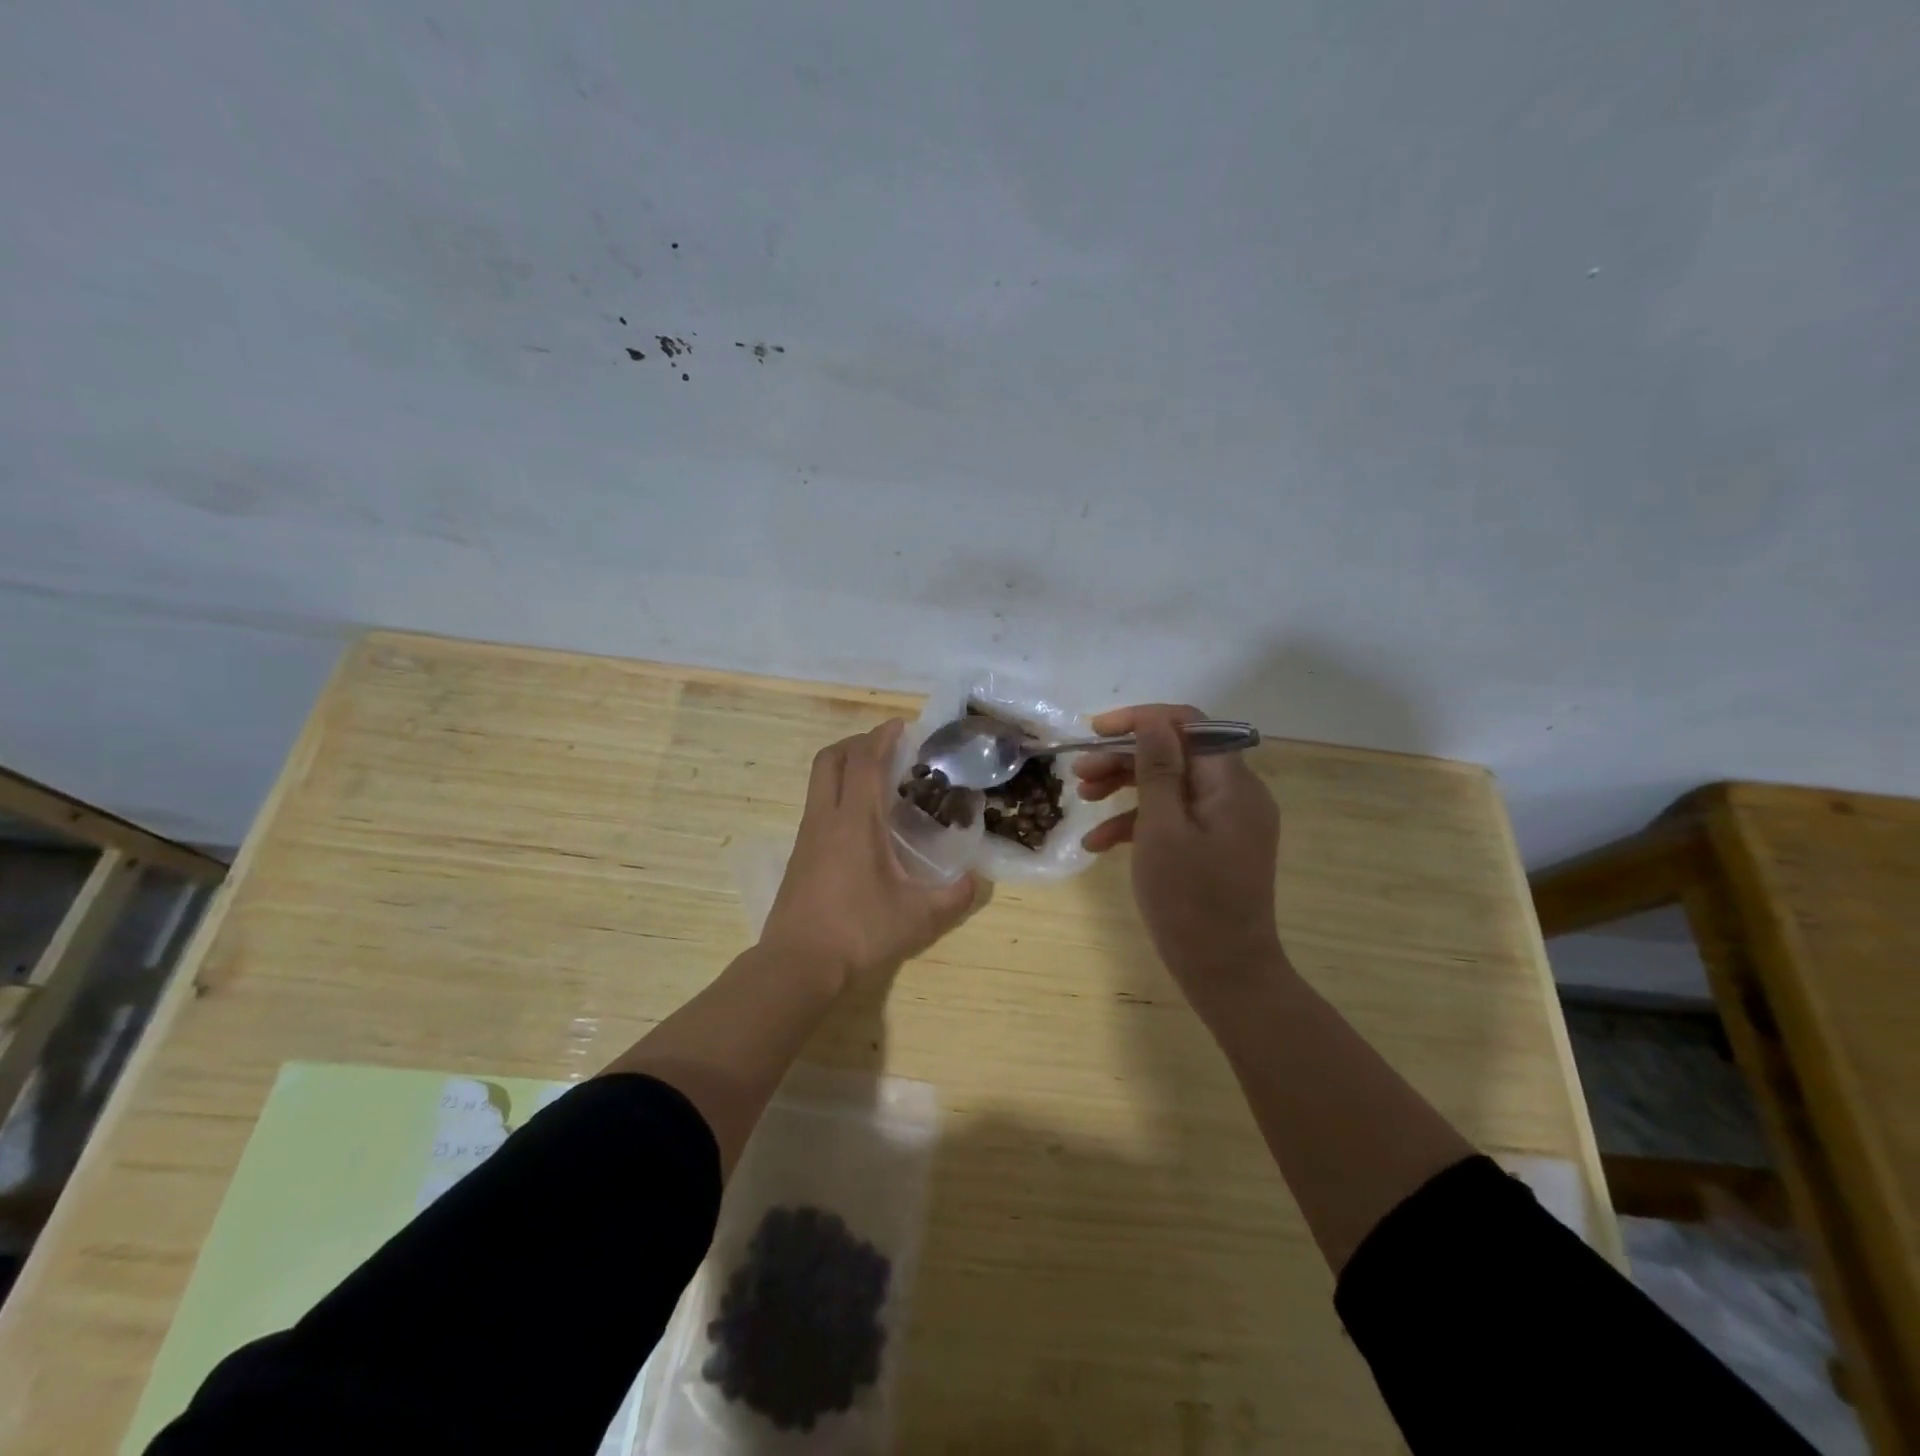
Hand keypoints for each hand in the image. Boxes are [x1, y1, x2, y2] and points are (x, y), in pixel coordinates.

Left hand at [760, 719, 979, 994]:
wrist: (797, 965)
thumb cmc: (858, 932)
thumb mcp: (917, 917)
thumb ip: (953, 897)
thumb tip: (975, 881)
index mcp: (855, 821)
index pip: (865, 761)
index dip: (882, 736)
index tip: (901, 726)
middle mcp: (826, 818)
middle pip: (831, 759)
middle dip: (858, 743)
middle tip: (887, 748)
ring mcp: (807, 836)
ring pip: (819, 781)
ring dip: (845, 768)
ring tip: (879, 782)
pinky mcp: (799, 855)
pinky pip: (818, 806)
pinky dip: (839, 795)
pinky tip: (861, 823)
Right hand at [1078, 704, 1284, 994]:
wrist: (1226, 973)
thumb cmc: (1190, 901)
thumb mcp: (1163, 829)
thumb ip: (1158, 770)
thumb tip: (1153, 721)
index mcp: (1232, 784)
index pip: (1190, 725)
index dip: (1142, 719)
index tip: (1097, 731)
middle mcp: (1235, 795)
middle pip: (1177, 754)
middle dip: (1125, 757)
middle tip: (1080, 770)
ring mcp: (1226, 822)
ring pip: (1171, 786)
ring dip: (1125, 787)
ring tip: (1083, 798)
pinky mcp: (1214, 847)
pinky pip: (1175, 819)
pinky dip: (1138, 824)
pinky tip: (1099, 844)